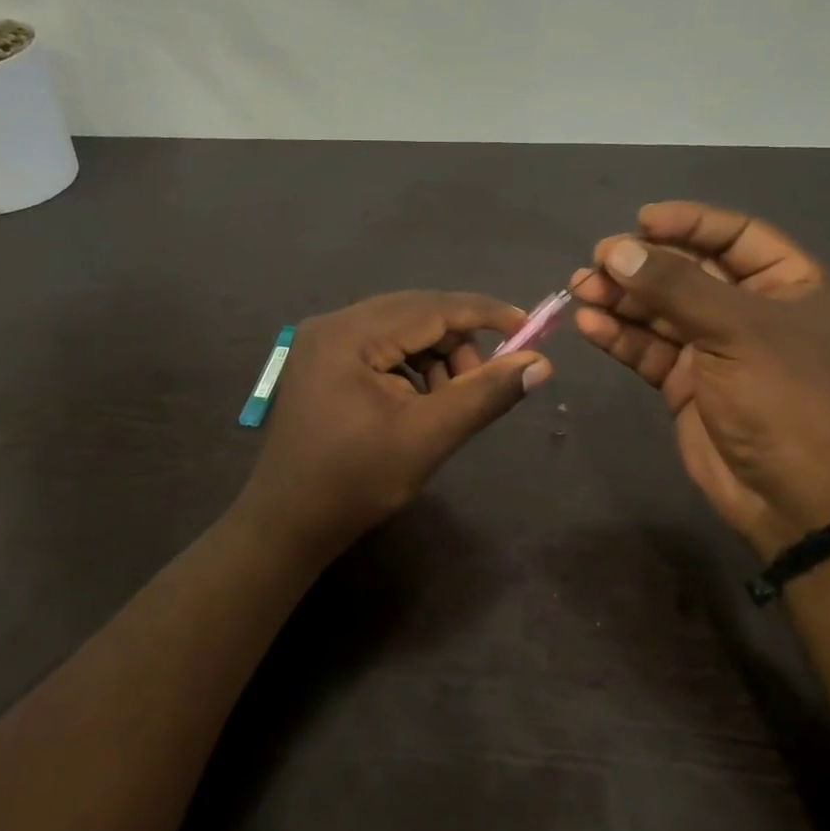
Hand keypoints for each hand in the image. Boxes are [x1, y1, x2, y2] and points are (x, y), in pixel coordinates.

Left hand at [234, 291, 551, 558]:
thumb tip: (542, 364)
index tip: (528, 327)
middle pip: (415, 313)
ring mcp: (323, 342)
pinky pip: (381, 347)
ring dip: (436, 357)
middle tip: (484, 381)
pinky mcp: (323, 361)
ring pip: (400, 330)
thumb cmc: (356, 482)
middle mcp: (333, 323)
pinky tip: (421, 401)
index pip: (431, 307)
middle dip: (458, 343)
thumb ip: (485, 394)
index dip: (484, 314)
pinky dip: (412, 367)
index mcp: (349, 334)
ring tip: (450, 401)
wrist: (288, 523)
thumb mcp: (428, 437)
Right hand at [571, 202, 829, 556]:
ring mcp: (715, 348)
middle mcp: (751, 310)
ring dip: (621, 298)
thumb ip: (674, 287)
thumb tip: (617, 251)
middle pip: (689, 272)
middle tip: (596, 261)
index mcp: (789, 284)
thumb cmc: (784, 398)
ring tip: (580, 288)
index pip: (735, 235)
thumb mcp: (736, 331)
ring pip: (660, 311)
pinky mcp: (686, 383)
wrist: (794, 496)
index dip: (688, 223)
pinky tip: (590, 325)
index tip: (640, 220)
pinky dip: (620, 336)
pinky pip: (648, 349)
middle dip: (642, 264)